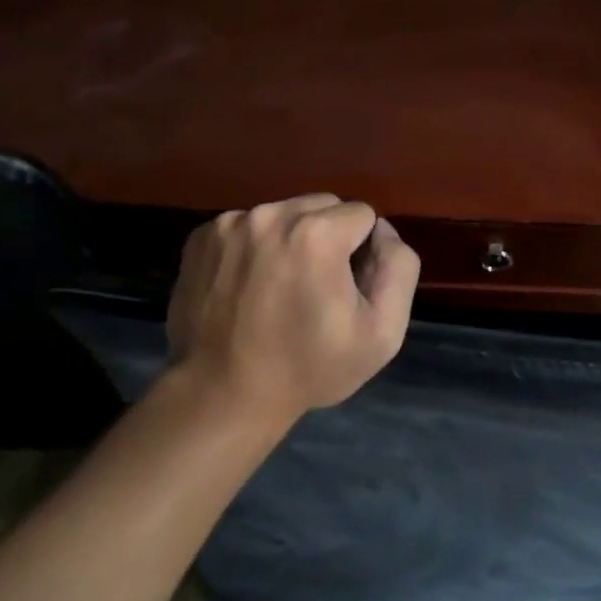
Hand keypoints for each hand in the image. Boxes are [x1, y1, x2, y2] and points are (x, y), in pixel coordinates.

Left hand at [165, 194, 420, 423]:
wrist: (222, 394)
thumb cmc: (308, 368)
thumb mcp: (382, 333)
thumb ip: (399, 267)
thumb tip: (382, 231)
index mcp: (316, 233)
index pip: (362, 215)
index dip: (362, 252)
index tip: (345, 290)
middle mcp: (270, 215)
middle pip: (321, 206)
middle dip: (328, 238)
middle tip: (314, 288)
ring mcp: (229, 224)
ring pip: (282, 214)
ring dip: (289, 239)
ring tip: (278, 289)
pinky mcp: (201, 237)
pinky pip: (245, 226)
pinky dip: (253, 247)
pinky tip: (248, 287)